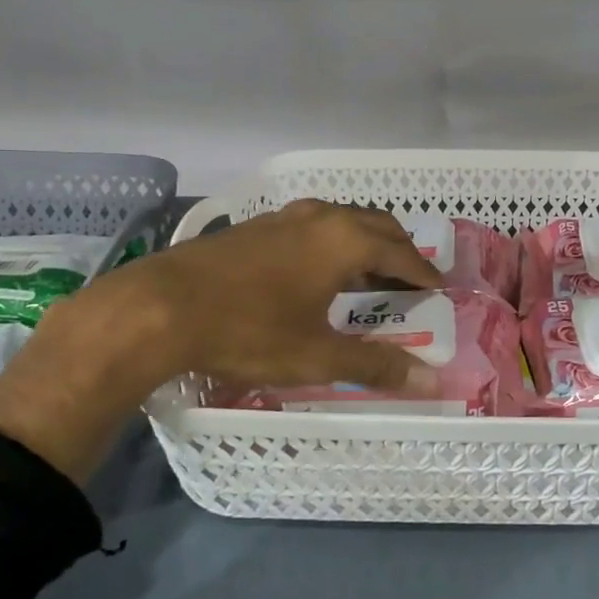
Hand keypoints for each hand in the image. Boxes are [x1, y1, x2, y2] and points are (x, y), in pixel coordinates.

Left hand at [0, 200, 443, 481]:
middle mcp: (322, 217)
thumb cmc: (249, 330)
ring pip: (343, 219)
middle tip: (410, 279)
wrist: (160, 307)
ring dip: (365, 241)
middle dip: (400, 249)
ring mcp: (285, 217)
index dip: (423, 272)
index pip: (402, 253)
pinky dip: (333, 241)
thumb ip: (375, 365)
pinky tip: (317, 268)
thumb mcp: (317, 355)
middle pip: (377, 225)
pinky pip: (314, 225)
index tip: (438, 289)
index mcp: (345, 240)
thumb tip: (430, 382)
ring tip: (369, 272)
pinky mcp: (257, 226)